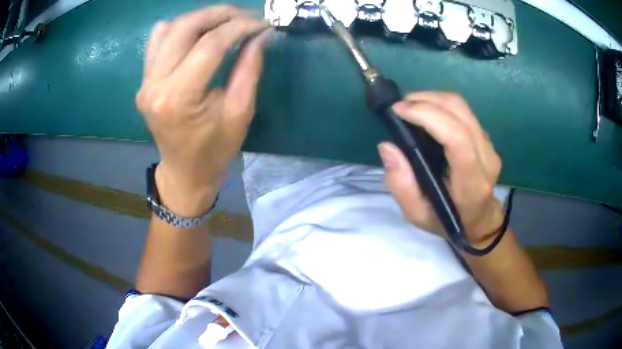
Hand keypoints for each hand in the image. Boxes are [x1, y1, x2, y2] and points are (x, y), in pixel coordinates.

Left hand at [136, 6, 269, 215]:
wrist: (185, 171)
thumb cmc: (215, 149)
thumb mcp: (240, 112)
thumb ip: (249, 68)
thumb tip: (261, 34)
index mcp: (179, 98)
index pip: (211, 45)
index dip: (240, 27)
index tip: (262, 24)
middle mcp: (155, 85)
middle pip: (185, 28)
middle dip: (219, 14)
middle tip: (244, 16)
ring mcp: (145, 82)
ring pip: (169, 29)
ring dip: (199, 18)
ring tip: (224, 21)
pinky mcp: (144, 81)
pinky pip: (156, 42)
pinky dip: (177, 29)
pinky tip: (196, 32)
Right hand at [378, 92, 503, 246]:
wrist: (479, 221)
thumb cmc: (447, 222)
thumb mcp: (417, 215)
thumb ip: (401, 185)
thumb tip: (388, 147)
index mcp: (471, 183)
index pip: (457, 137)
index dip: (428, 115)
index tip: (399, 111)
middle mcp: (486, 159)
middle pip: (460, 113)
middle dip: (426, 100)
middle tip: (401, 106)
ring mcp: (490, 147)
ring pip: (462, 107)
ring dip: (433, 99)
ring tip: (411, 106)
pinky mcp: (487, 139)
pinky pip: (464, 112)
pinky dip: (442, 105)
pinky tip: (427, 114)